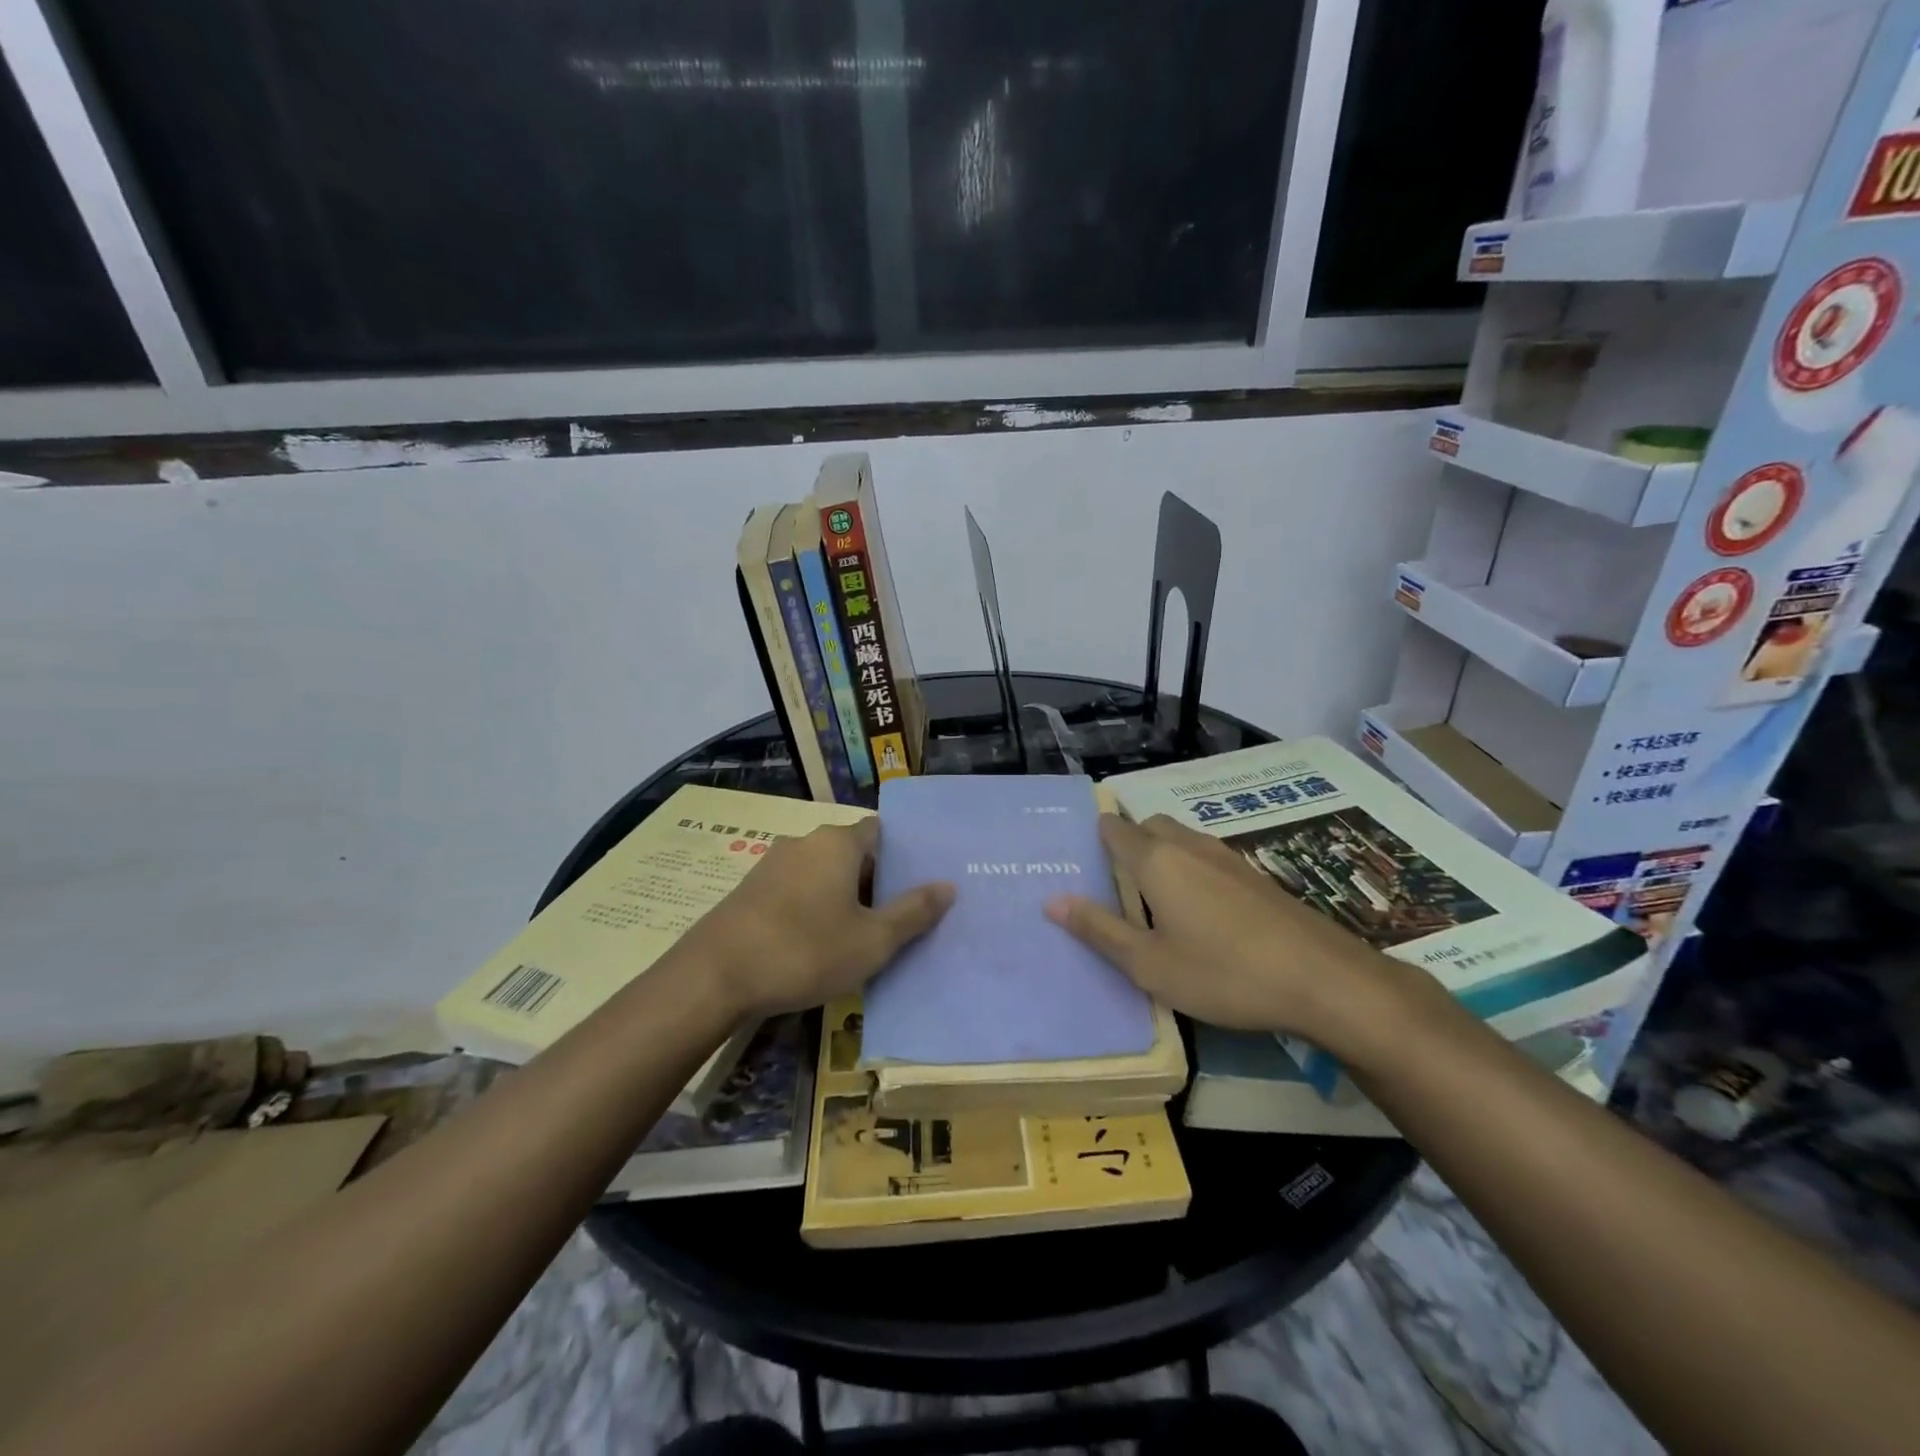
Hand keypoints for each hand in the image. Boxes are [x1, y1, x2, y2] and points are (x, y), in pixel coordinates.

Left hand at [682, 817, 953, 1019]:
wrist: (715, 975)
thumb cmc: (806, 951)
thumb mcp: (872, 940)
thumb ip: (914, 912)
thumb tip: (948, 886)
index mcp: (838, 842)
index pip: (879, 831)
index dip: (899, 856)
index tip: (913, 885)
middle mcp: (805, 841)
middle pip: (850, 852)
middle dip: (871, 880)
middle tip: (891, 917)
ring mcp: (771, 863)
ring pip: (820, 871)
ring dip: (838, 896)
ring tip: (854, 934)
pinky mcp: (749, 889)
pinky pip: (794, 888)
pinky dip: (809, 906)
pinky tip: (812, 942)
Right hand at [1045, 814, 1400, 1047]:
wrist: (1323, 979)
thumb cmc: (1223, 973)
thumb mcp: (1149, 964)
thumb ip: (1099, 930)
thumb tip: (1052, 901)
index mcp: (1156, 861)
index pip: (1114, 829)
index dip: (1095, 837)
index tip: (1080, 859)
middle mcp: (1189, 846)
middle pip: (1148, 826)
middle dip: (1128, 842)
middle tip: (1114, 883)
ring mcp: (1227, 857)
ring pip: (1181, 838)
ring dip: (1161, 854)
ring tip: (1153, 898)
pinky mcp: (1255, 876)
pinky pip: (1207, 856)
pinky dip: (1190, 868)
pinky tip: (1199, 911)